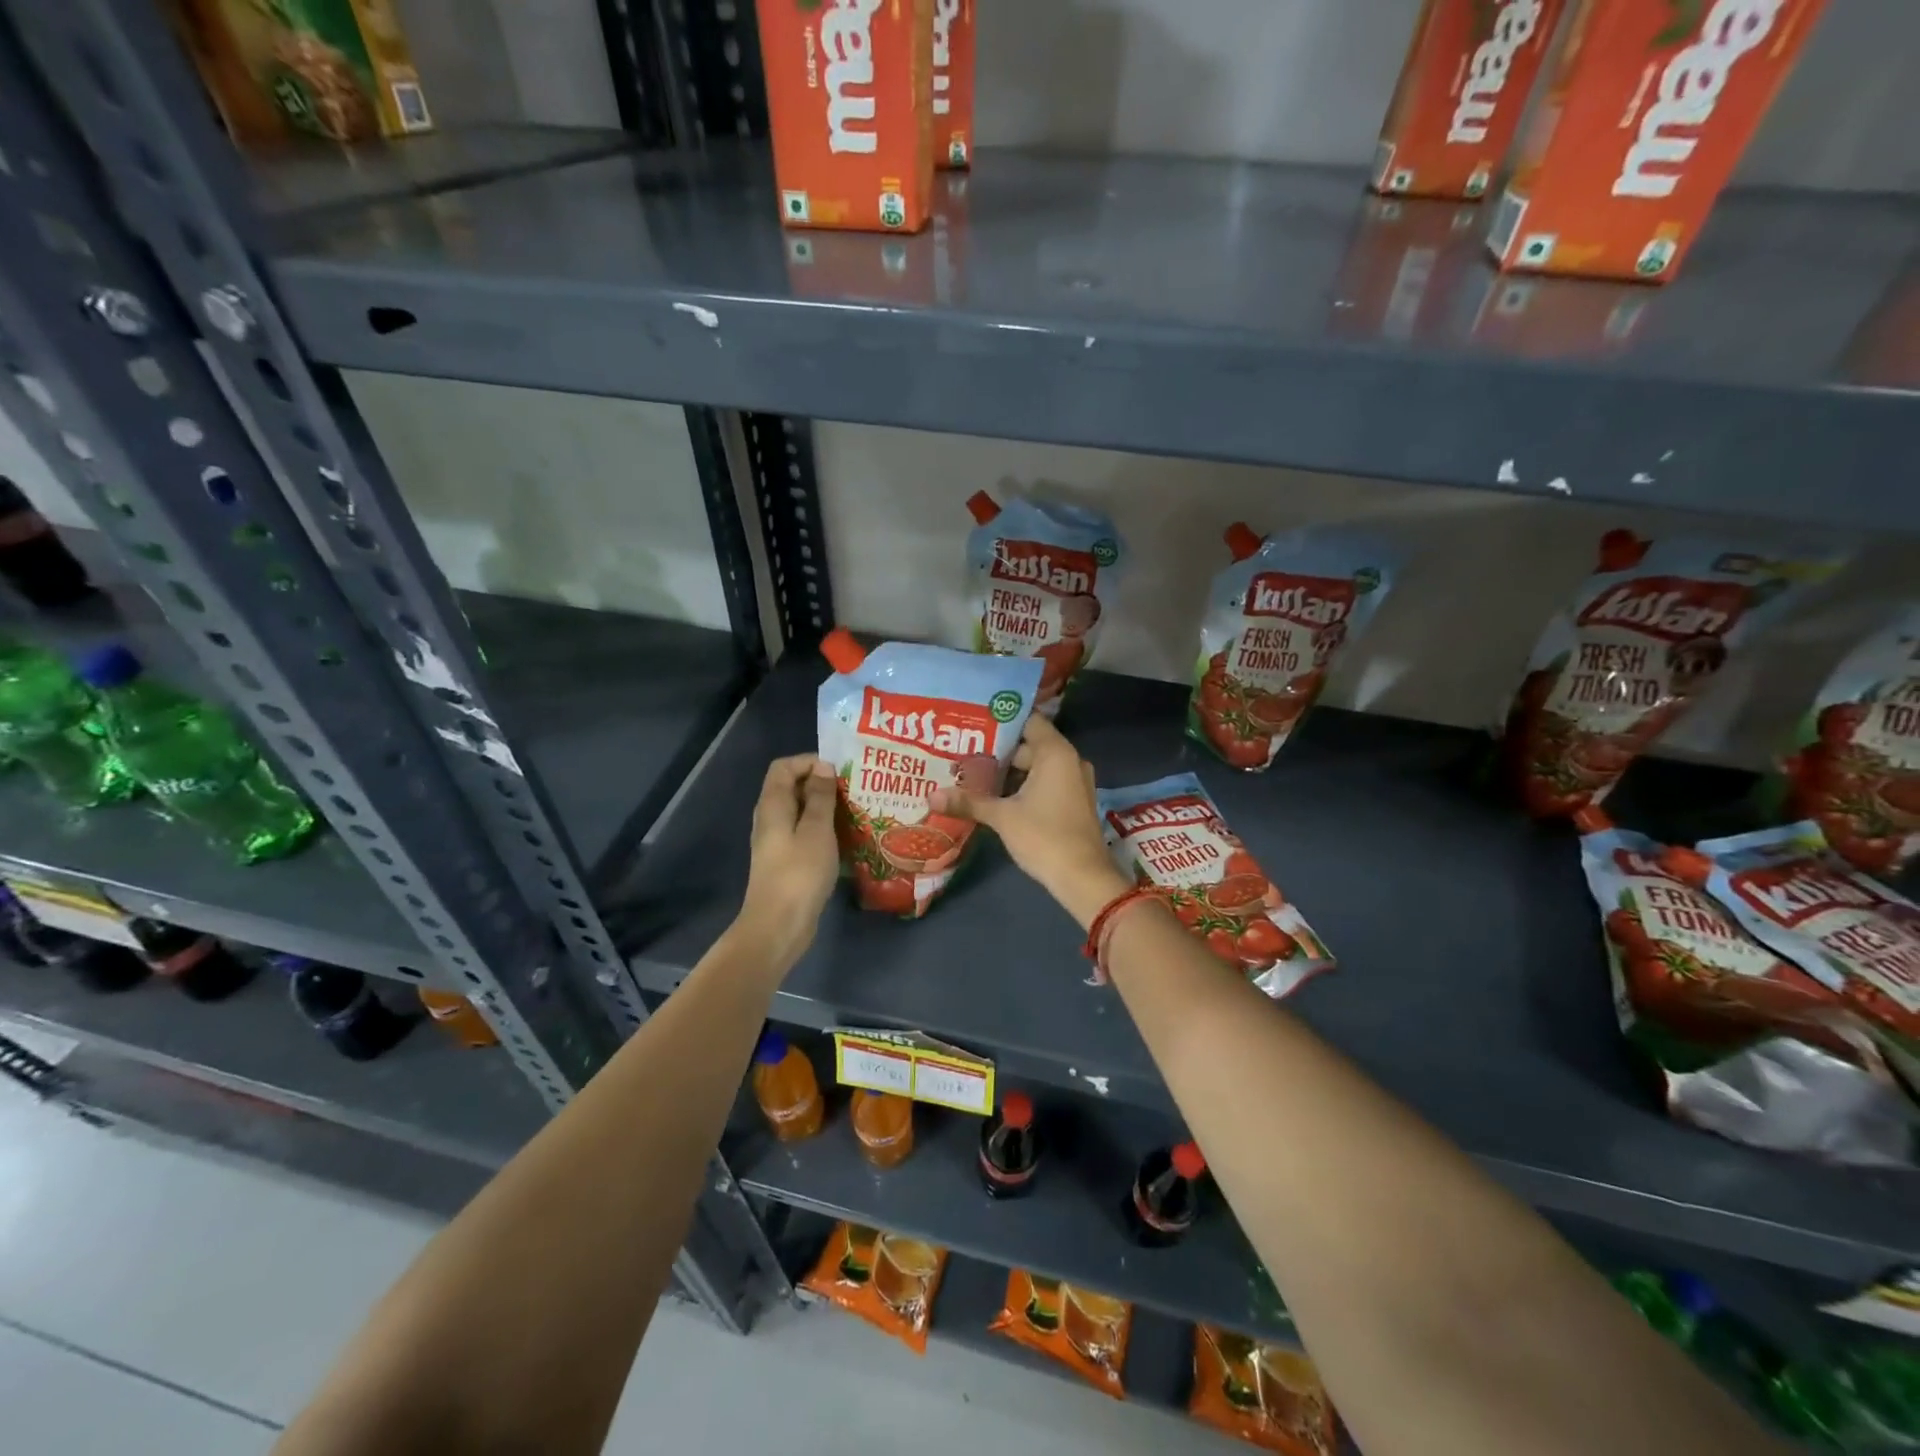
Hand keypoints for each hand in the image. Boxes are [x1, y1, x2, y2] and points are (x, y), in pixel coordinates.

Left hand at [737, 754, 838, 967]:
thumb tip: (823, 768)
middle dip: (822, 784)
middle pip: (792, 787)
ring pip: (801, 812)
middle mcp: (770, 818)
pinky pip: (805, 834)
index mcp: (773, 805)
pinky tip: (846, 839)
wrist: (778, 926)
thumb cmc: (799, 873)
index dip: (810, 762)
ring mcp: (777, 842)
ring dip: (826, 808)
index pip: (784, 767)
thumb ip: (820, 797)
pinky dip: (823, 830)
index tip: (839, 773)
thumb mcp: (817, 830)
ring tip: (856, 812)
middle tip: (854, 791)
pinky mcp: (787, 862)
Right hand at [932, 716, 1128, 927]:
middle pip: (1029, 745)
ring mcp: (1074, 782)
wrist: (1082, 877)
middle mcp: (1069, 760)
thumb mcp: (1002, 817)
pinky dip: (1023, 786)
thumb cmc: (1044, 837)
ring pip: (1036, 767)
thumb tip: (930, 796)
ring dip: (1009, 772)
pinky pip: (1045, 782)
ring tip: (973, 774)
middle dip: (998, 751)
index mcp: (1056, 753)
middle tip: (964, 753)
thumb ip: (968, 801)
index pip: (1028, 720)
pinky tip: (996, 796)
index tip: (973, 723)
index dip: (1000, 720)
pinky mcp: (1073, 801)